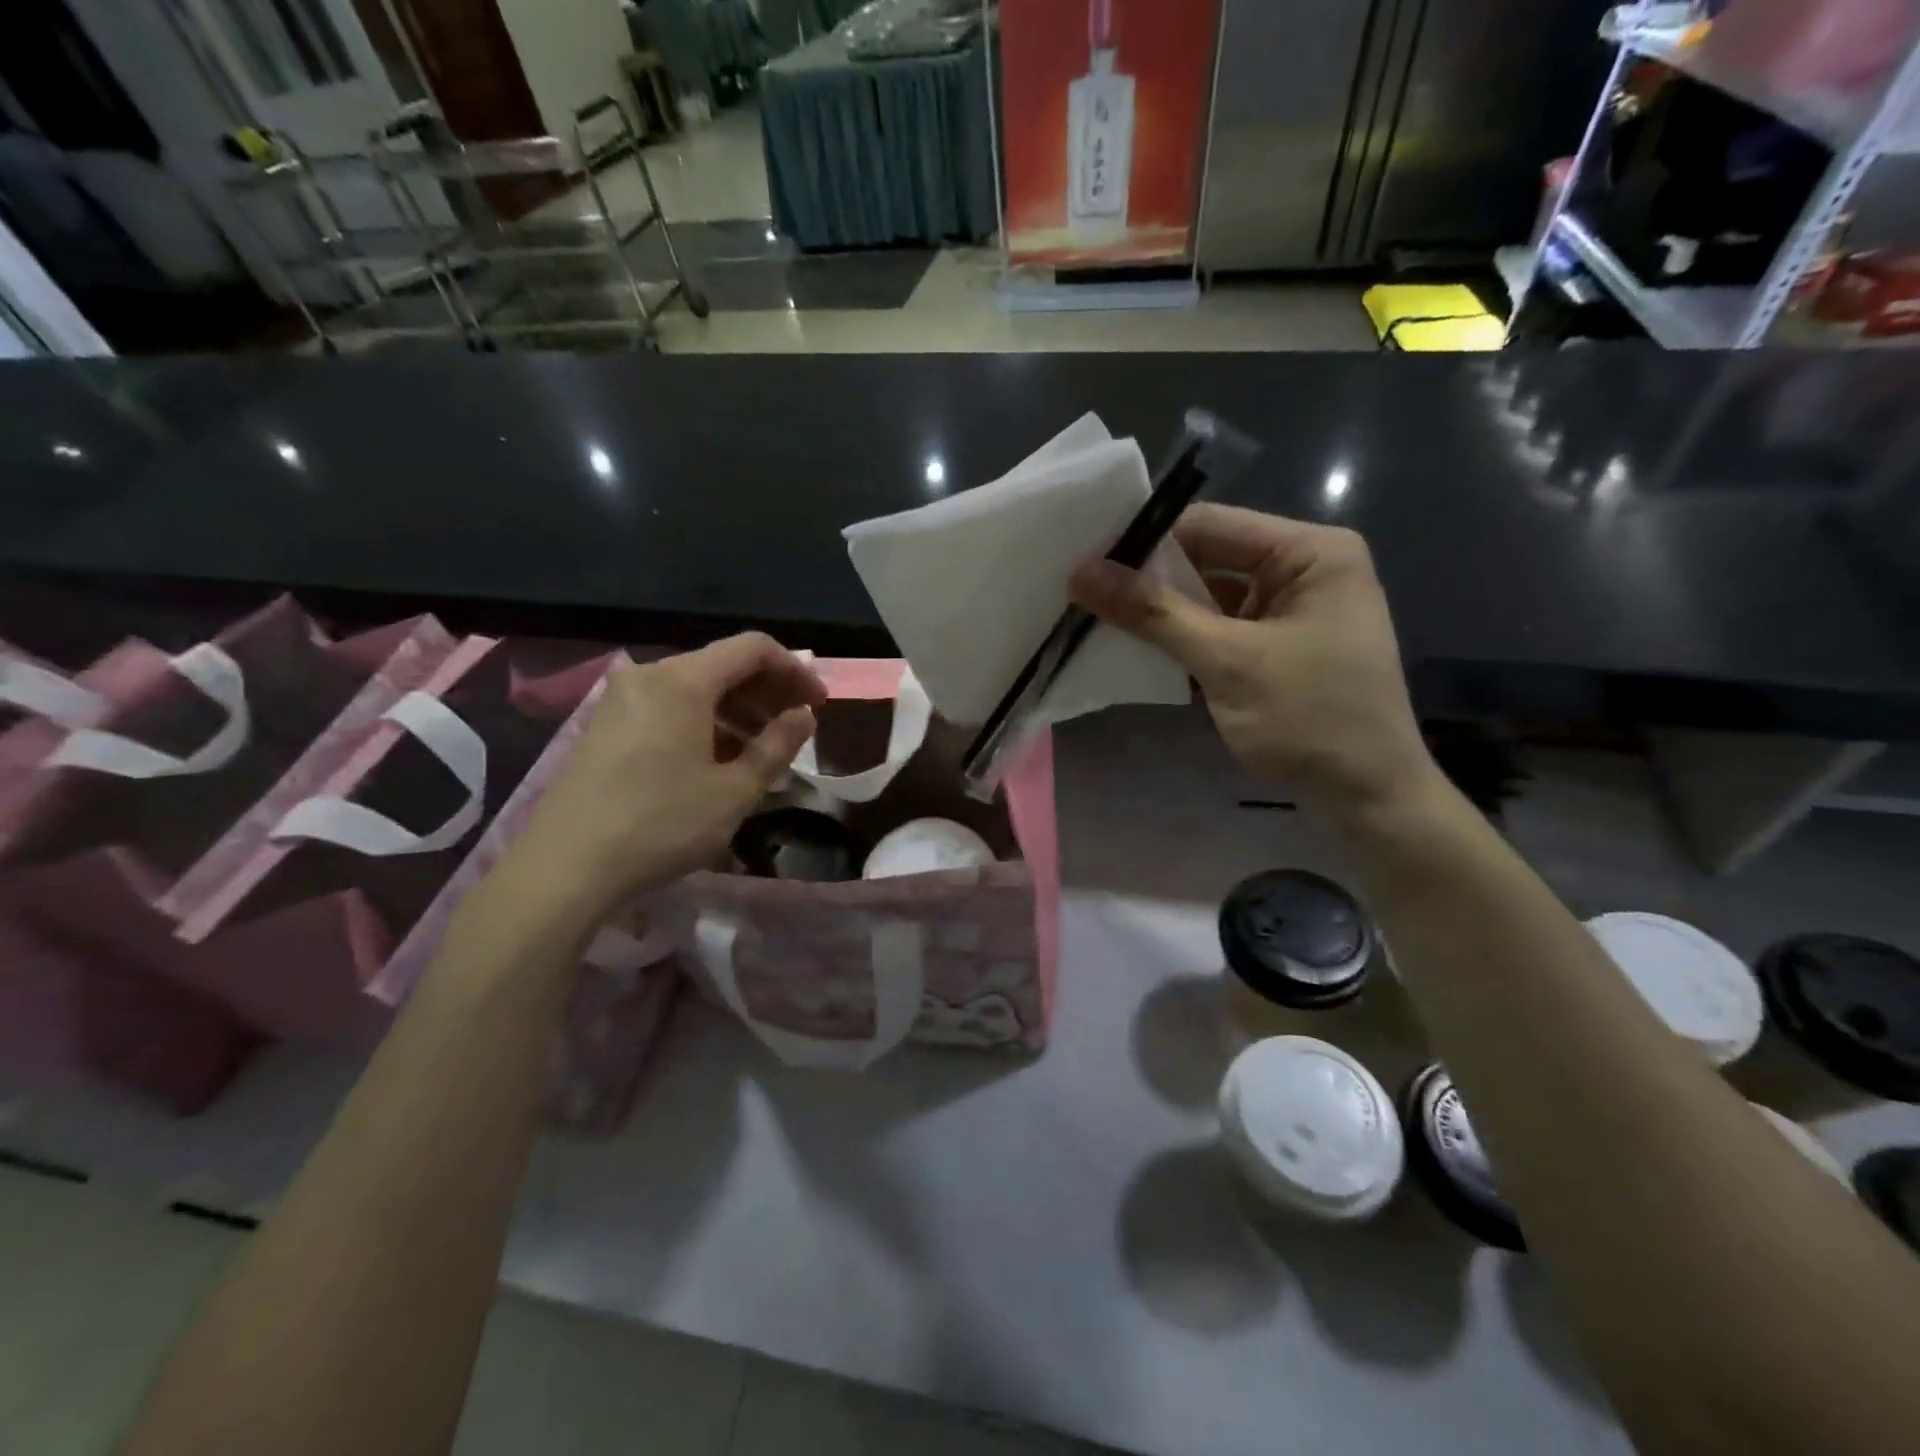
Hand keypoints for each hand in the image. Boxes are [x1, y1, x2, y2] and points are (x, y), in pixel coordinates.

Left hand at [494, 634, 824, 927]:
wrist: (565, 868)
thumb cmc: (662, 825)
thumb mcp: (735, 791)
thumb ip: (778, 746)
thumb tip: (805, 716)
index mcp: (683, 681)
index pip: (753, 648)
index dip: (794, 670)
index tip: (818, 705)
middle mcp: (649, 676)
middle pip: (723, 665)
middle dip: (768, 692)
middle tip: (796, 729)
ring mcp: (622, 700)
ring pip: (696, 688)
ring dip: (738, 711)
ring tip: (763, 752)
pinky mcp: (607, 726)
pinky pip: (670, 708)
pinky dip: (705, 723)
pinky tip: (719, 761)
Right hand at [1071, 504, 1437, 816]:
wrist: (1368, 799)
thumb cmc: (1310, 720)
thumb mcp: (1228, 663)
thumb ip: (1155, 614)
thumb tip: (1081, 571)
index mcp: (1311, 552)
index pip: (1209, 525)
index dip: (1145, 541)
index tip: (1083, 561)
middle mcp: (1302, 569)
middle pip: (1207, 558)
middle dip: (1148, 579)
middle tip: (1080, 592)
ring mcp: (1290, 611)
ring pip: (1208, 597)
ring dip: (1160, 613)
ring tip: (1094, 618)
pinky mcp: (1276, 648)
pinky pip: (1218, 629)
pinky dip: (1181, 639)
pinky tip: (1135, 649)